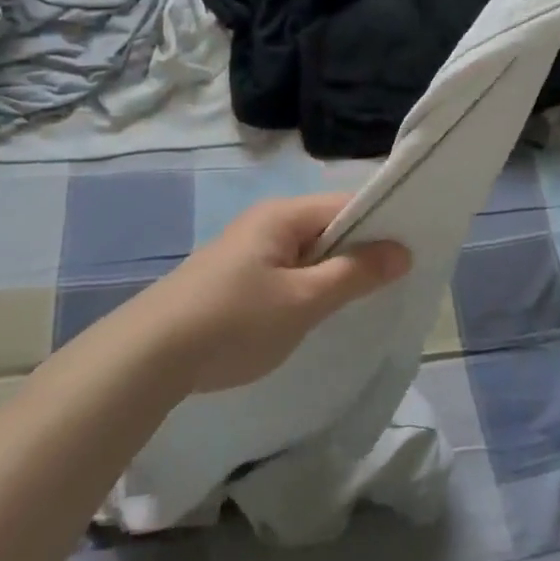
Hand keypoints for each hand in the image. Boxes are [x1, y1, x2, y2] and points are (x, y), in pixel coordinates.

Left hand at [137, 194, 410, 394]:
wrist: (148, 356)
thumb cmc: (234, 321)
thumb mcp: (303, 300)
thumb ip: (354, 274)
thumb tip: (402, 250)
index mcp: (282, 215)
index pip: (346, 204)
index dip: (381, 223)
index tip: (411, 251)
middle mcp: (265, 222)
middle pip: (327, 226)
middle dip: (359, 251)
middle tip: (393, 282)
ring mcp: (247, 249)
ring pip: (307, 252)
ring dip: (333, 272)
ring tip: (361, 301)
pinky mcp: (234, 277)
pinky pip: (286, 270)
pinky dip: (307, 286)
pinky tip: (315, 313)